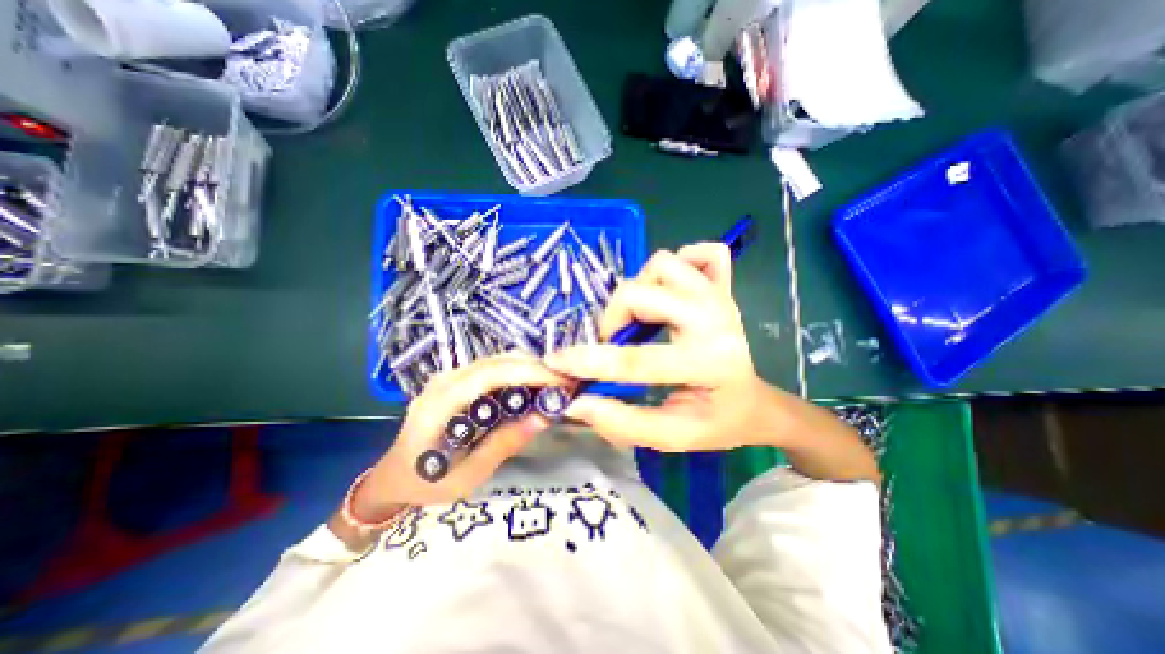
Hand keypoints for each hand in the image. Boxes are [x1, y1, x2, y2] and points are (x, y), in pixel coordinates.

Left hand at [354, 356, 572, 518]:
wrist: (392, 476)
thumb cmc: (425, 483)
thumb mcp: (466, 476)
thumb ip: (502, 445)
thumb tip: (543, 417)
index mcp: (441, 403)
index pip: (491, 375)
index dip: (529, 373)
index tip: (561, 381)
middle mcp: (445, 380)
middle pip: (497, 361)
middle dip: (536, 367)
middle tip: (566, 382)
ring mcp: (449, 376)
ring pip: (497, 360)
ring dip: (529, 367)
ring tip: (555, 383)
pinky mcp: (456, 379)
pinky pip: (492, 368)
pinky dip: (518, 372)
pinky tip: (533, 385)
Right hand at [546, 243, 772, 451]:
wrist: (753, 401)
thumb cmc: (716, 421)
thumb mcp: (672, 435)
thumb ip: (623, 423)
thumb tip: (577, 404)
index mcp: (707, 364)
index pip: (635, 359)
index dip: (587, 361)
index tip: (555, 361)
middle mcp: (714, 319)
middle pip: (640, 293)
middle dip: (612, 317)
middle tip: (614, 340)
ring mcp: (720, 296)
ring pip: (662, 263)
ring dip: (640, 288)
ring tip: (641, 316)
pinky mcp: (723, 285)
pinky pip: (699, 253)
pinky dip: (678, 265)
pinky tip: (671, 292)